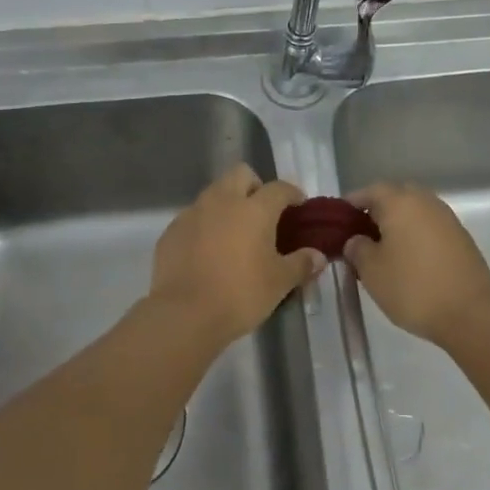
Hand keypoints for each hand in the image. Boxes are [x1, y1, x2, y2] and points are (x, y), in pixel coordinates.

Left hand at [147, 165, 325, 344]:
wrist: (183, 314)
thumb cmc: (240, 294)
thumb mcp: (279, 283)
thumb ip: (301, 264)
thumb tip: (318, 256)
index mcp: (254, 209)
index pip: (279, 188)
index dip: (292, 193)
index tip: (298, 205)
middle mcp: (222, 201)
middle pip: (241, 174)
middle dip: (254, 186)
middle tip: (263, 213)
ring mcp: (193, 213)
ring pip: (214, 193)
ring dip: (227, 204)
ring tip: (234, 234)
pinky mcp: (171, 231)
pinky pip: (193, 217)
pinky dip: (204, 226)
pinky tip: (208, 251)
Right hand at [345, 183, 489, 344]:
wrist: (470, 314)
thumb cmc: (412, 288)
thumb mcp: (371, 271)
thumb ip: (357, 248)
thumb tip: (357, 240)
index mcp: (400, 202)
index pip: (370, 191)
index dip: (352, 203)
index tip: (340, 219)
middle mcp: (425, 202)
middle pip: (396, 196)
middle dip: (377, 210)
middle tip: (362, 233)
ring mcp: (447, 219)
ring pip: (416, 211)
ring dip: (399, 223)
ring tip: (385, 248)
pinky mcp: (462, 238)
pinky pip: (431, 227)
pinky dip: (417, 235)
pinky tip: (410, 259)